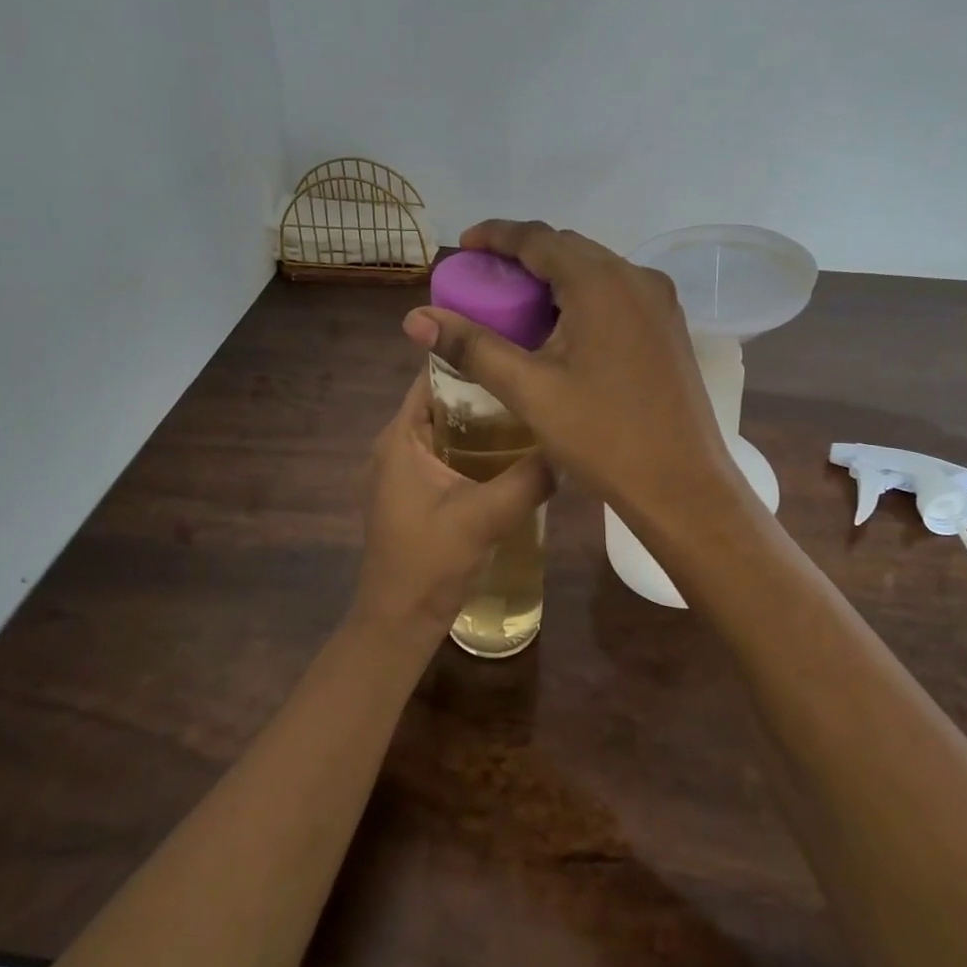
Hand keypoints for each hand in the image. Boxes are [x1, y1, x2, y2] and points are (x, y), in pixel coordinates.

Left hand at [352, 369, 552, 643]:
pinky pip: (450, 453)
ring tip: (533, 407)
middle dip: (487, 388)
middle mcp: (398, 444)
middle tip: (535, 377)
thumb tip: (569, 446)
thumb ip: (529, 479)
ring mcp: (405, 470)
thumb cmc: (429, 562)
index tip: (515, 345)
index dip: (470, 356)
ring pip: (450, 427)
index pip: (432, 376)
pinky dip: (478, 446)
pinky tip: (516, 452)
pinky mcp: (417, 492)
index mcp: (400, 437)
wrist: (399, 621)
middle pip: (444, 399)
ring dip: (485, 419)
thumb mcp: (485, 516)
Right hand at [401, 221, 740, 531]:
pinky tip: (561, 328)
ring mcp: (660, 301)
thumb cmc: (603, 437)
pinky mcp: (668, 326)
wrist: (683, 485)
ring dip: (553, 276)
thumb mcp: (530, 390)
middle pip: (568, 247)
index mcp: (601, 283)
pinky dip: (581, 296)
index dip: (495, 235)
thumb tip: (416, 318)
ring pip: (595, 269)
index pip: (537, 238)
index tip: (463, 246)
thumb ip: (472, 346)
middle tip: (484, 279)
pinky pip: (616, 292)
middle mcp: (636, 277)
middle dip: (522, 255)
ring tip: (516, 303)